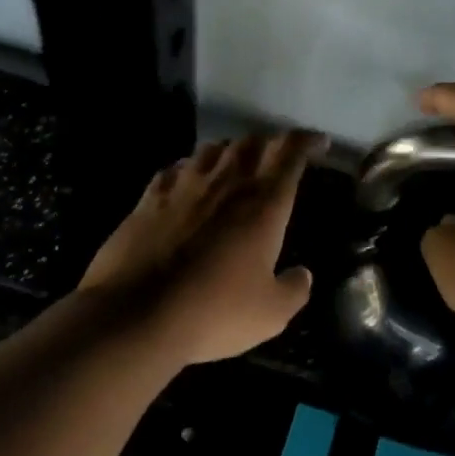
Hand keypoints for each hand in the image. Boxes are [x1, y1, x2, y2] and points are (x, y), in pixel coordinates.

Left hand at [80, 130, 327, 364]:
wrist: (136, 314)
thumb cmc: (214, 311)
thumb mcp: (271, 313)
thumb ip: (294, 289)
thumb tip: (302, 275)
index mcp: (263, 203)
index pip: (289, 153)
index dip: (306, 141)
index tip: (318, 143)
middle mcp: (225, 183)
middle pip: (251, 143)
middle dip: (270, 143)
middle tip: (278, 157)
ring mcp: (183, 187)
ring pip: (212, 149)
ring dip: (231, 151)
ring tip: (236, 164)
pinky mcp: (148, 199)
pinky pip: (175, 169)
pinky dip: (190, 168)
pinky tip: (188, 180)